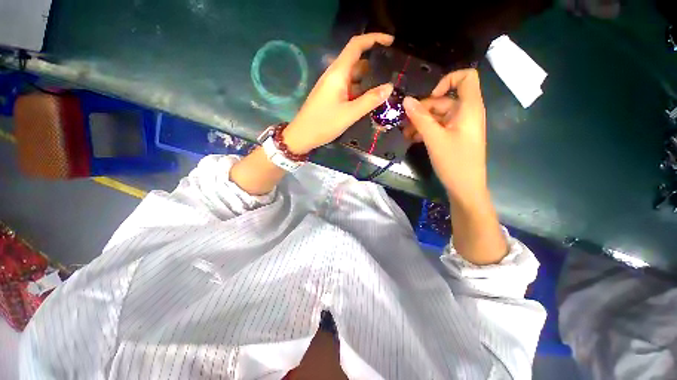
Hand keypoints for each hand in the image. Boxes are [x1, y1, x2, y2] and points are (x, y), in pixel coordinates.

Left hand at [283, 33, 394, 153]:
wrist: (302, 135)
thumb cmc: (324, 124)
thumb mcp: (349, 114)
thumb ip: (370, 100)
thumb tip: (389, 87)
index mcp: (338, 73)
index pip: (356, 45)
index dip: (374, 38)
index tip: (391, 42)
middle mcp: (334, 75)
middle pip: (356, 61)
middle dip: (374, 63)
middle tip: (392, 72)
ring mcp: (332, 85)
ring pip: (353, 76)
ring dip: (368, 79)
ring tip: (385, 86)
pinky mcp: (331, 95)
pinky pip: (348, 87)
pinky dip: (360, 90)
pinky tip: (369, 99)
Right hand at [402, 69, 487, 202]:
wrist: (465, 188)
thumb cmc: (454, 162)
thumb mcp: (434, 139)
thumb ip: (420, 118)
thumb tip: (406, 101)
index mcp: (469, 108)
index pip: (466, 77)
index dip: (447, 80)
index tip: (429, 97)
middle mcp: (466, 113)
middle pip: (444, 100)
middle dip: (422, 110)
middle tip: (404, 122)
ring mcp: (459, 126)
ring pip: (438, 116)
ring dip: (420, 122)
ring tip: (405, 134)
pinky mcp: (453, 137)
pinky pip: (438, 127)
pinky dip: (425, 130)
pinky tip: (412, 139)